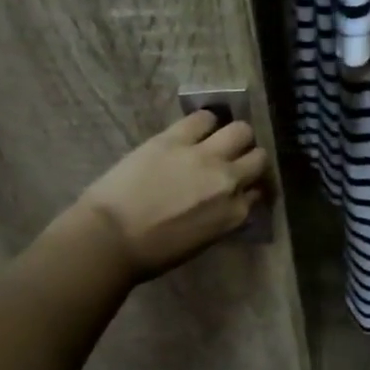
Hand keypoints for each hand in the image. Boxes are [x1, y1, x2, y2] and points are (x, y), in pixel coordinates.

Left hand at [74, 111, 268, 278]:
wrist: (109, 239)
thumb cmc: (154, 252)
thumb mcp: (204, 239)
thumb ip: (224, 215)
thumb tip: (229, 200)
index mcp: (236, 213)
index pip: (259, 190)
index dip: (250, 186)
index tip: (241, 187)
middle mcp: (229, 181)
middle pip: (259, 157)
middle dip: (249, 158)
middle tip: (234, 160)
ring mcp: (205, 157)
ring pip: (241, 131)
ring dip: (234, 136)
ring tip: (218, 140)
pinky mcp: (176, 139)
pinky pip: (204, 118)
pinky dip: (205, 122)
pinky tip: (196, 129)